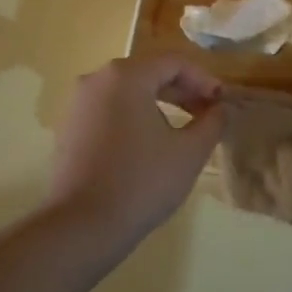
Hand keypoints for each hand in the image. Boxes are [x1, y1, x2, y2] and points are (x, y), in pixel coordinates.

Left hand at [46, 56, 224, 235]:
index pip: (174, 63)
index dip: (204, 80)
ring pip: (128, 92)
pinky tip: (151, 143)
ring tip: (183, 128)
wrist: (81, 227)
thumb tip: (219, 109)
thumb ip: (212, 122)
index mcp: (126, 76)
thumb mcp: (190, 152)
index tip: (222, 102)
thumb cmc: (142, 182)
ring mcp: (78, 104)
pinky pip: (110, 110)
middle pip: (149, 73)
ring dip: (160, 103)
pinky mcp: (69, 129)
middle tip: (208, 113)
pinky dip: (135, 117)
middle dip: (183, 91)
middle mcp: (96, 79)